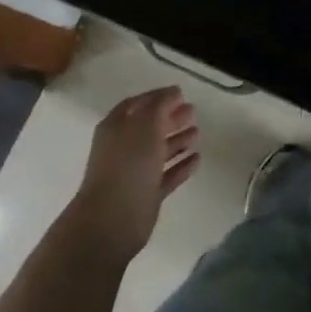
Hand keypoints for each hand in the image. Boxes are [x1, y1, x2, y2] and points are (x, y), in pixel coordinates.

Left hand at [70, 87, 200, 261]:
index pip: (137, 104)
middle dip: (170, 118)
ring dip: (177, 140)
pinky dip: (181, 166)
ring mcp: (134, 172)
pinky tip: (197, 159)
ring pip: (158, 151)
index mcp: (116, 127)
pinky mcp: (146, 194)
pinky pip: (166, 175)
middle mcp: (123, 147)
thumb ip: (161, 105)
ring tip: (197, 133)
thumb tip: (173, 92)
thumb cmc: (128, 164)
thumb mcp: (146, 125)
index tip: (180, 93)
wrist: (113, 219)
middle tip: (193, 112)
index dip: (157, 97)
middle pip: (149, 127)